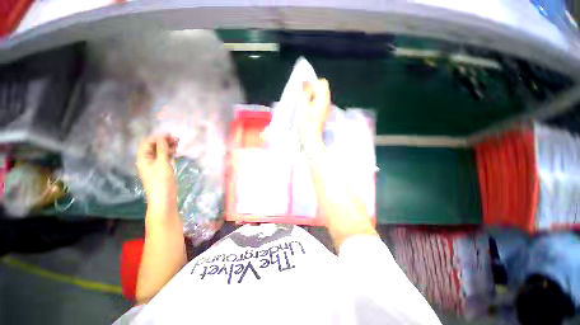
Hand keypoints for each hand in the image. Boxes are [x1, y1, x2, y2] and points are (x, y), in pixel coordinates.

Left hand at [136, 135, 178, 207]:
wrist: (164, 197)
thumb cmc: (161, 180)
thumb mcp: (162, 163)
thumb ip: (162, 150)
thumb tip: (162, 138)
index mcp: (143, 158)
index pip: (147, 144)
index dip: (157, 138)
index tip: (169, 135)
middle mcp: (148, 160)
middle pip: (154, 147)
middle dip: (164, 141)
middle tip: (175, 138)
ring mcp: (156, 165)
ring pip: (161, 152)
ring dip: (168, 146)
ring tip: (178, 142)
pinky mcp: (163, 169)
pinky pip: (165, 157)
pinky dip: (170, 153)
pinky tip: (176, 150)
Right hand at [299, 79, 330, 144]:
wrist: (311, 139)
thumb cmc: (305, 124)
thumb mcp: (302, 107)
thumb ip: (305, 93)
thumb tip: (305, 82)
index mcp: (323, 99)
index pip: (322, 83)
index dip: (312, 82)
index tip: (303, 88)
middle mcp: (327, 103)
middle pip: (322, 89)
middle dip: (312, 89)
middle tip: (302, 96)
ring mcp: (326, 109)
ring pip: (320, 96)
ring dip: (311, 96)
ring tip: (303, 103)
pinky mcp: (323, 114)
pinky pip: (319, 103)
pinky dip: (313, 103)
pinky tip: (307, 109)